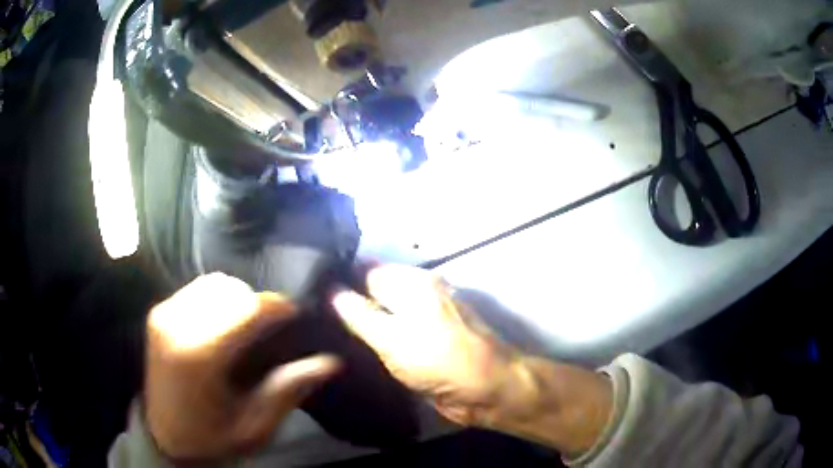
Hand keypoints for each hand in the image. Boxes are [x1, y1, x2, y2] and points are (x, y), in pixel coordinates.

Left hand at [144, 273, 340, 460]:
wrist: (166, 436)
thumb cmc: (213, 438)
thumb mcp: (255, 426)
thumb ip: (288, 390)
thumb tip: (330, 363)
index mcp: (199, 356)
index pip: (247, 308)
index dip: (277, 306)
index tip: (295, 314)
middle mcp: (176, 326)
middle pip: (231, 289)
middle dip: (257, 303)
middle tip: (270, 329)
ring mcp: (163, 316)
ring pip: (214, 283)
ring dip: (237, 298)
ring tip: (247, 326)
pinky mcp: (158, 313)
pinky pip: (196, 289)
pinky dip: (217, 299)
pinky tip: (223, 324)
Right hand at [332, 265, 612, 456]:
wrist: (488, 390)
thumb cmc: (441, 360)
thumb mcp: (393, 338)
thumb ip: (359, 314)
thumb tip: (330, 290)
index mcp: (412, 283)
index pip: (364, 269)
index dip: (337, 278)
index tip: (308, 292)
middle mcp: (417, 294)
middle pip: (372, 291)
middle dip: (345, 301)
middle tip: (310, 315)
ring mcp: (421, 319)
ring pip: (381, 313)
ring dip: (358, 322)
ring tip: (321, 330)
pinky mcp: (424, 342)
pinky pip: (392, 333)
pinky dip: (374, 338)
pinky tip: (350, 347)